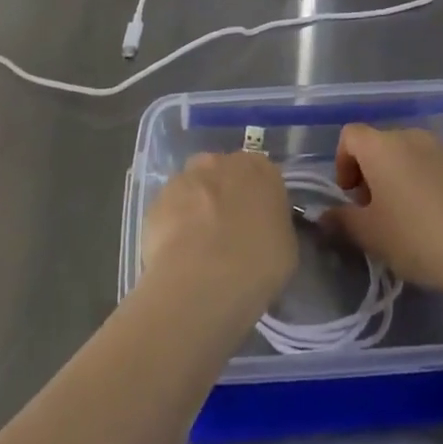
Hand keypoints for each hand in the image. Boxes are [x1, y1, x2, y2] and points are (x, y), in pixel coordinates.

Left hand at [140, 152, 296, 322]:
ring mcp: (185, 178)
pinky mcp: (156, 200)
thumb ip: (274, 225)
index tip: (258, 224)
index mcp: (260, 169)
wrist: (201, 282)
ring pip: (194, 188)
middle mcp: (221, 162)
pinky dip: (173, 225)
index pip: (262, 174)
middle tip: (228, 232)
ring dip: (197, 207)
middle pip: (224, 173)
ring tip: (198, 247)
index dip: (258, 199)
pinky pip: (170, 209)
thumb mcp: (286, 248)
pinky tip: (177, 254)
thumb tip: (263, 228)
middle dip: (225, 195)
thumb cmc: (256, 265)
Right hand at [325, 123, 442, 300]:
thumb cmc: (418, 237)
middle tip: (376, 212)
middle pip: (380, 145)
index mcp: (382, 147)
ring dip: (400, 178)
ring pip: (410, 156)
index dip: (343, 162)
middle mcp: (412, 136)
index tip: (351, 197)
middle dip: (371, 173)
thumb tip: (324, 216)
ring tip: (408, 218)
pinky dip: (428, 184)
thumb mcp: (370, 236)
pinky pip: (436, 168)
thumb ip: (342, 221)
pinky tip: (438, 220)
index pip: (350, 135)